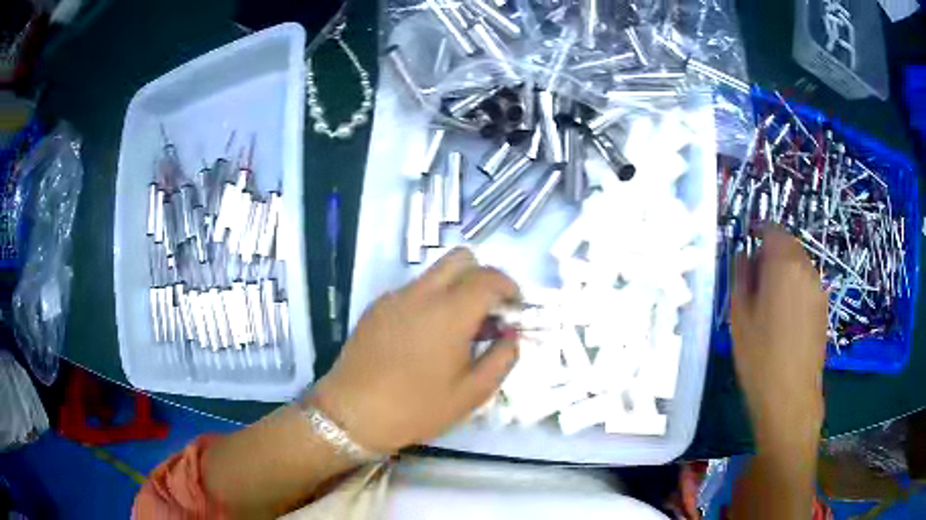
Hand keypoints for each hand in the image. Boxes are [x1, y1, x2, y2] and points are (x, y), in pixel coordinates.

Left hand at [311, 248, 519, 453]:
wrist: (352, 413)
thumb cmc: (417, 408)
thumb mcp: (471, 394)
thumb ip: (501, 359)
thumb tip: (512, 337)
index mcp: (449, 312)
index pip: (489, 277)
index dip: (509, 287)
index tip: (515, 308)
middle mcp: (422, 293)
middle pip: (460, 258)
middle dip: (482, 276)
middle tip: (488, 312)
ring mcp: (395, 297)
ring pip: (435, 273)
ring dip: (455, 288)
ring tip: (457, 330)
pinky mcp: (377, 307)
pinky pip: (413, 290)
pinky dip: (430, 301)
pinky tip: (424, 338)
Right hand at [731, 226, 826, 454]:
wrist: (791, 397)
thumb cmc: (760, 357)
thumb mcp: (739, 316)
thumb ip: (741, 276)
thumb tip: (744, 255)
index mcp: (783, 264)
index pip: (772, 229)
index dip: (757, 231)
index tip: (746, 242)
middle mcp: (806, 268)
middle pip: (788, 244)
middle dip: (771, 251)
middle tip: (753, 275)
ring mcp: (818, 288)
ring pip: (799, 263)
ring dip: (783, 268)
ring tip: (768, 298)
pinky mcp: (823, 307)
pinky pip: (807, 283)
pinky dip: (794, 285)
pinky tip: (784, 314)